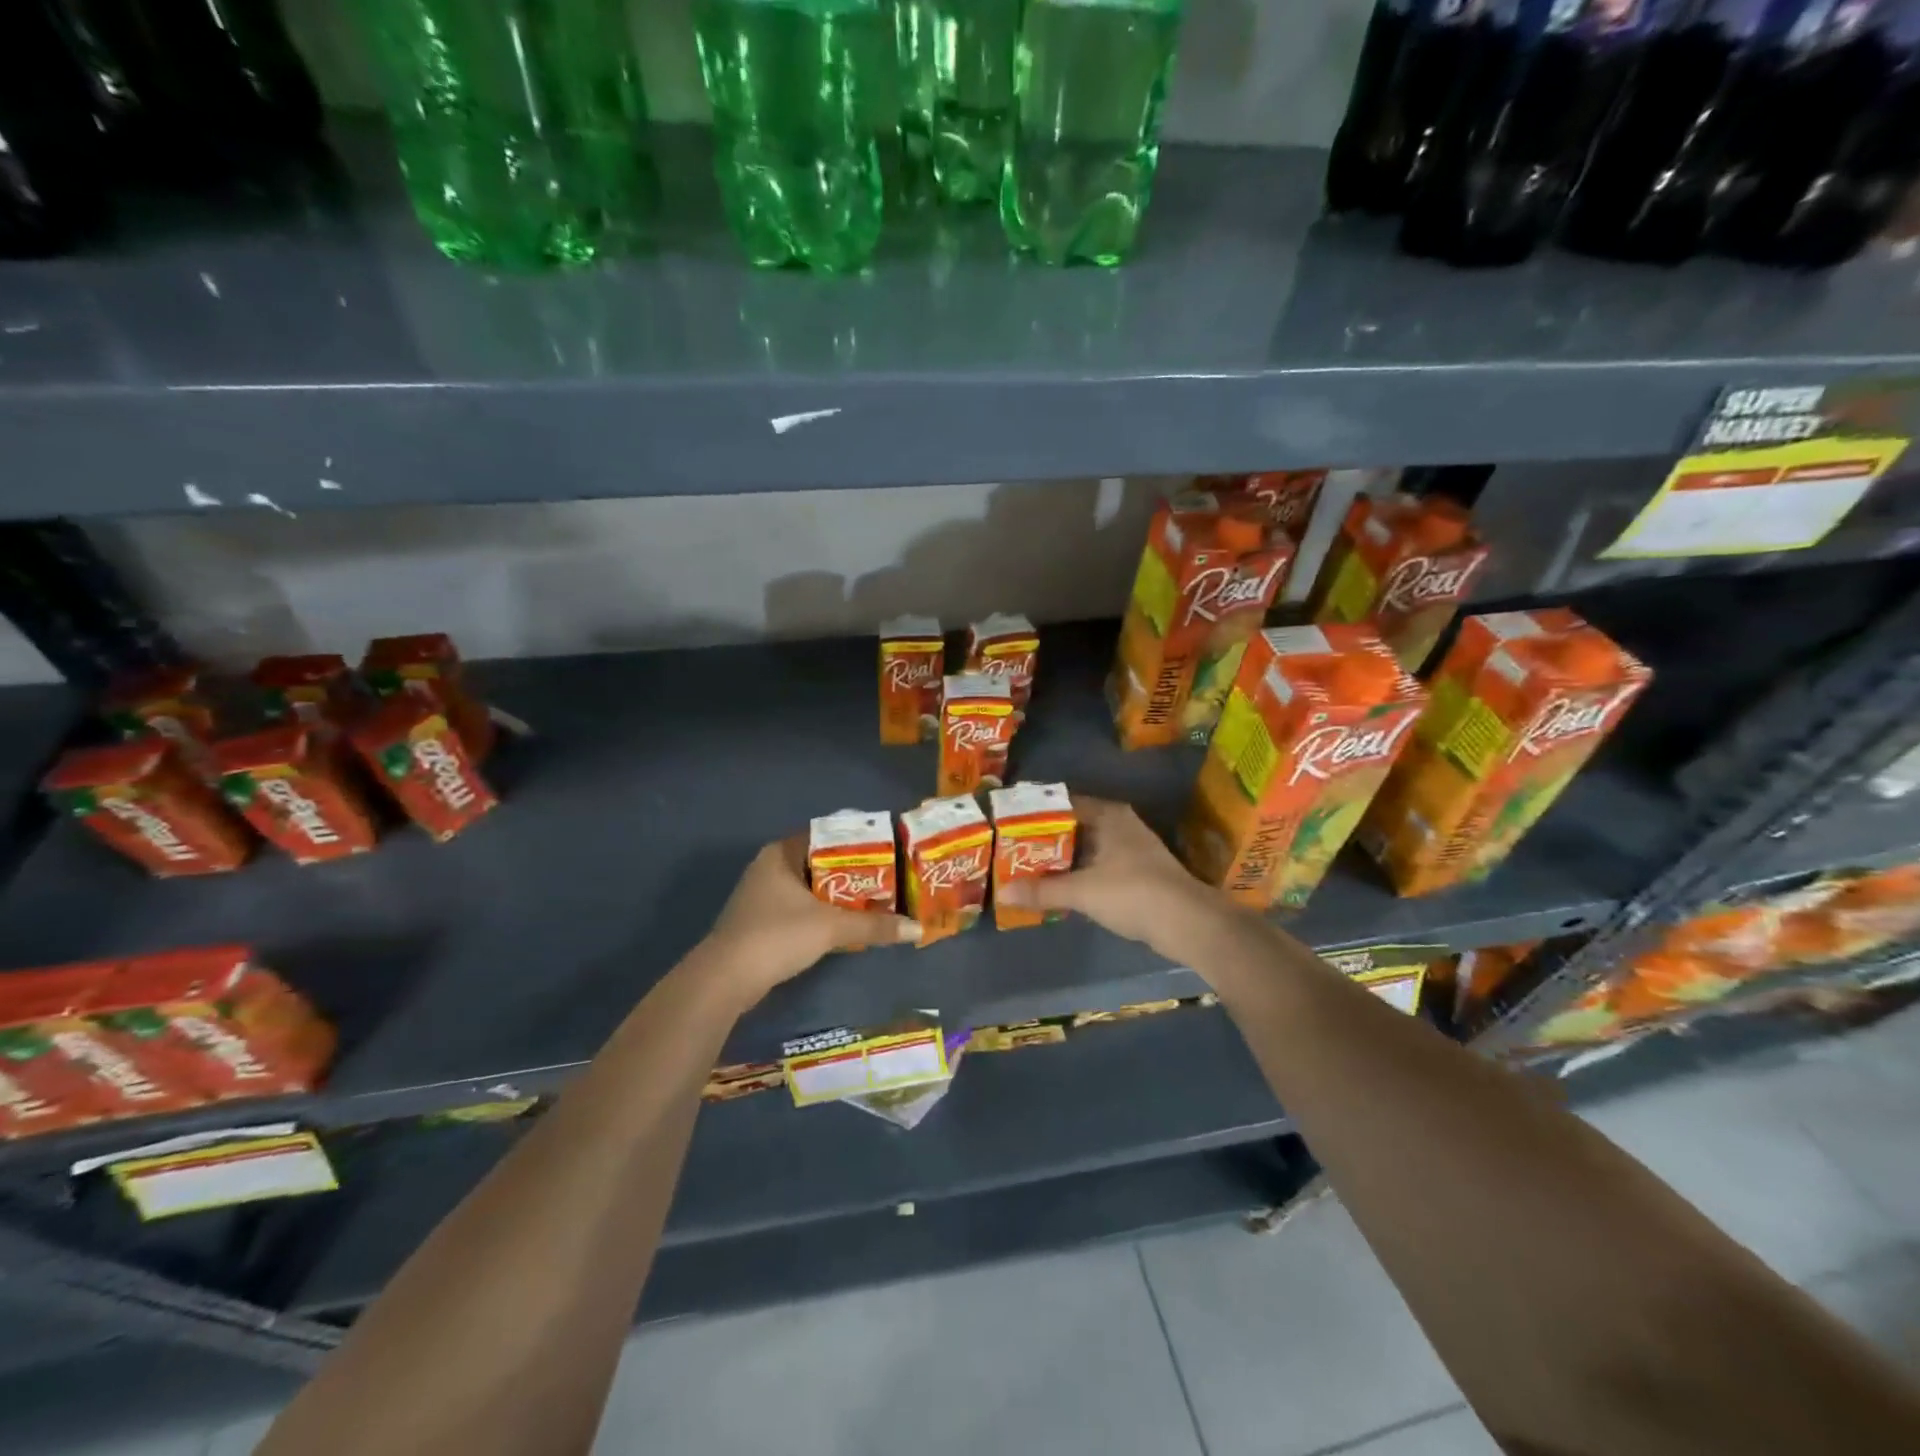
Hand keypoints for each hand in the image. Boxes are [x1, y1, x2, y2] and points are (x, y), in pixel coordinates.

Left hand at [703, 836, 918, 1000]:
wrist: (726, 979)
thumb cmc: (777, 936)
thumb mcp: (831, 928)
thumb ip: (874, 926)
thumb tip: (918, 929)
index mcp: (781, 854)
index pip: (826, 835)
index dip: (857, 842)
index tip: (887, 851)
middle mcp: (769, 867)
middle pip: (820, 862)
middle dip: (852, 872)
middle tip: (887, 878)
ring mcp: (760, 895)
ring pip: (809, 887)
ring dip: (837, 896)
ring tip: (874, 900)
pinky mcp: (759, 922)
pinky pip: (799, 908)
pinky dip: (821, 913)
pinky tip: (844, 925)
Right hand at [997, 797, 1226, 960]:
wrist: (1187, 922)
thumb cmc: (1132, 893)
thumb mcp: (1081, 891)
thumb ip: (1042, 890)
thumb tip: (1002, 893)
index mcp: (1108, 815)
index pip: (1063, 804)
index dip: (1036, 814)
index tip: (1010, 824)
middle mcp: (1121, 824)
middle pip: (1074, 826)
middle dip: (1046, 839)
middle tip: (1012, 849)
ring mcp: (1132, 848)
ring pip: (1087, 848)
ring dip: (1063, 859)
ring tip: (1028, 868)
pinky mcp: (1138, 872)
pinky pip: (1099, 865)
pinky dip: (1079, 873)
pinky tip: (1059, 887)